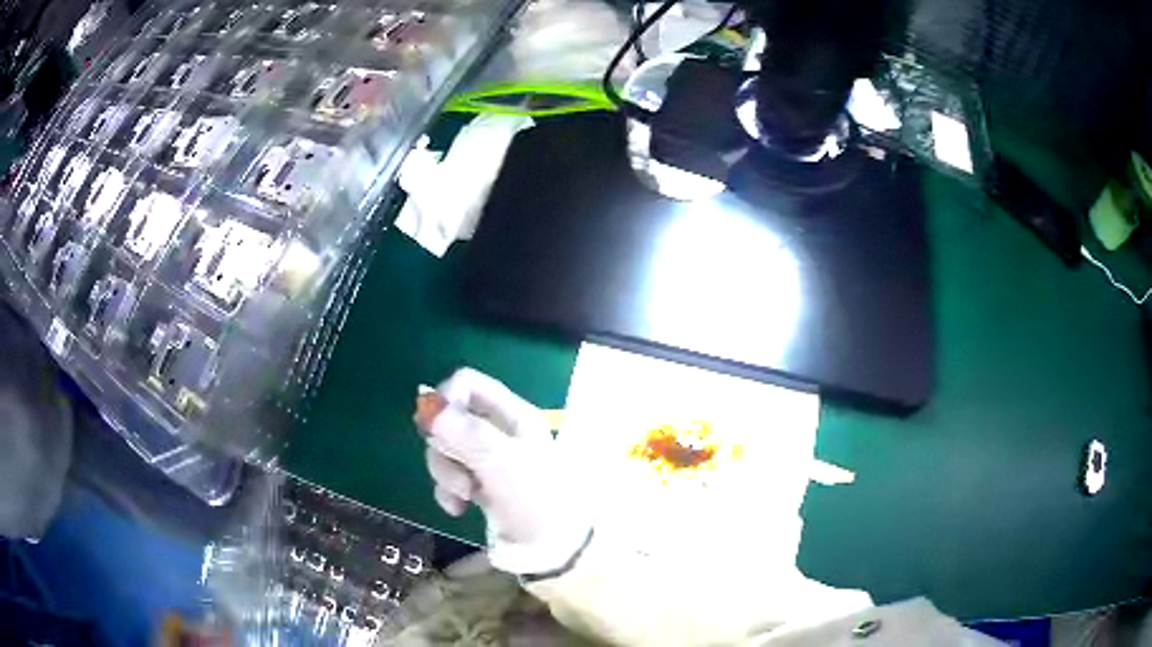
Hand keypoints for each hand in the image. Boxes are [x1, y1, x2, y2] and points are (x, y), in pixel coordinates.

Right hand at [414, 368, 591, 575]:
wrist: (552, 552)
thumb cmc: (534, 500)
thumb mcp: (501, 461)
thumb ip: (464, 431)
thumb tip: (426, 401)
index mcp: (511, 415)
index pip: (466, 383)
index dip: (445, 399)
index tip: (438, 428)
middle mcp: (498, 432)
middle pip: (448, 418)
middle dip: (443, 445)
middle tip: (459, 468)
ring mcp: (487, 461)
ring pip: (444, 450)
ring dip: (445, 473)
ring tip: (464, 495)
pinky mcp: (478, 488)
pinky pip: (447, 478)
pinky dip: (447, 492)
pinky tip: (459, 509)